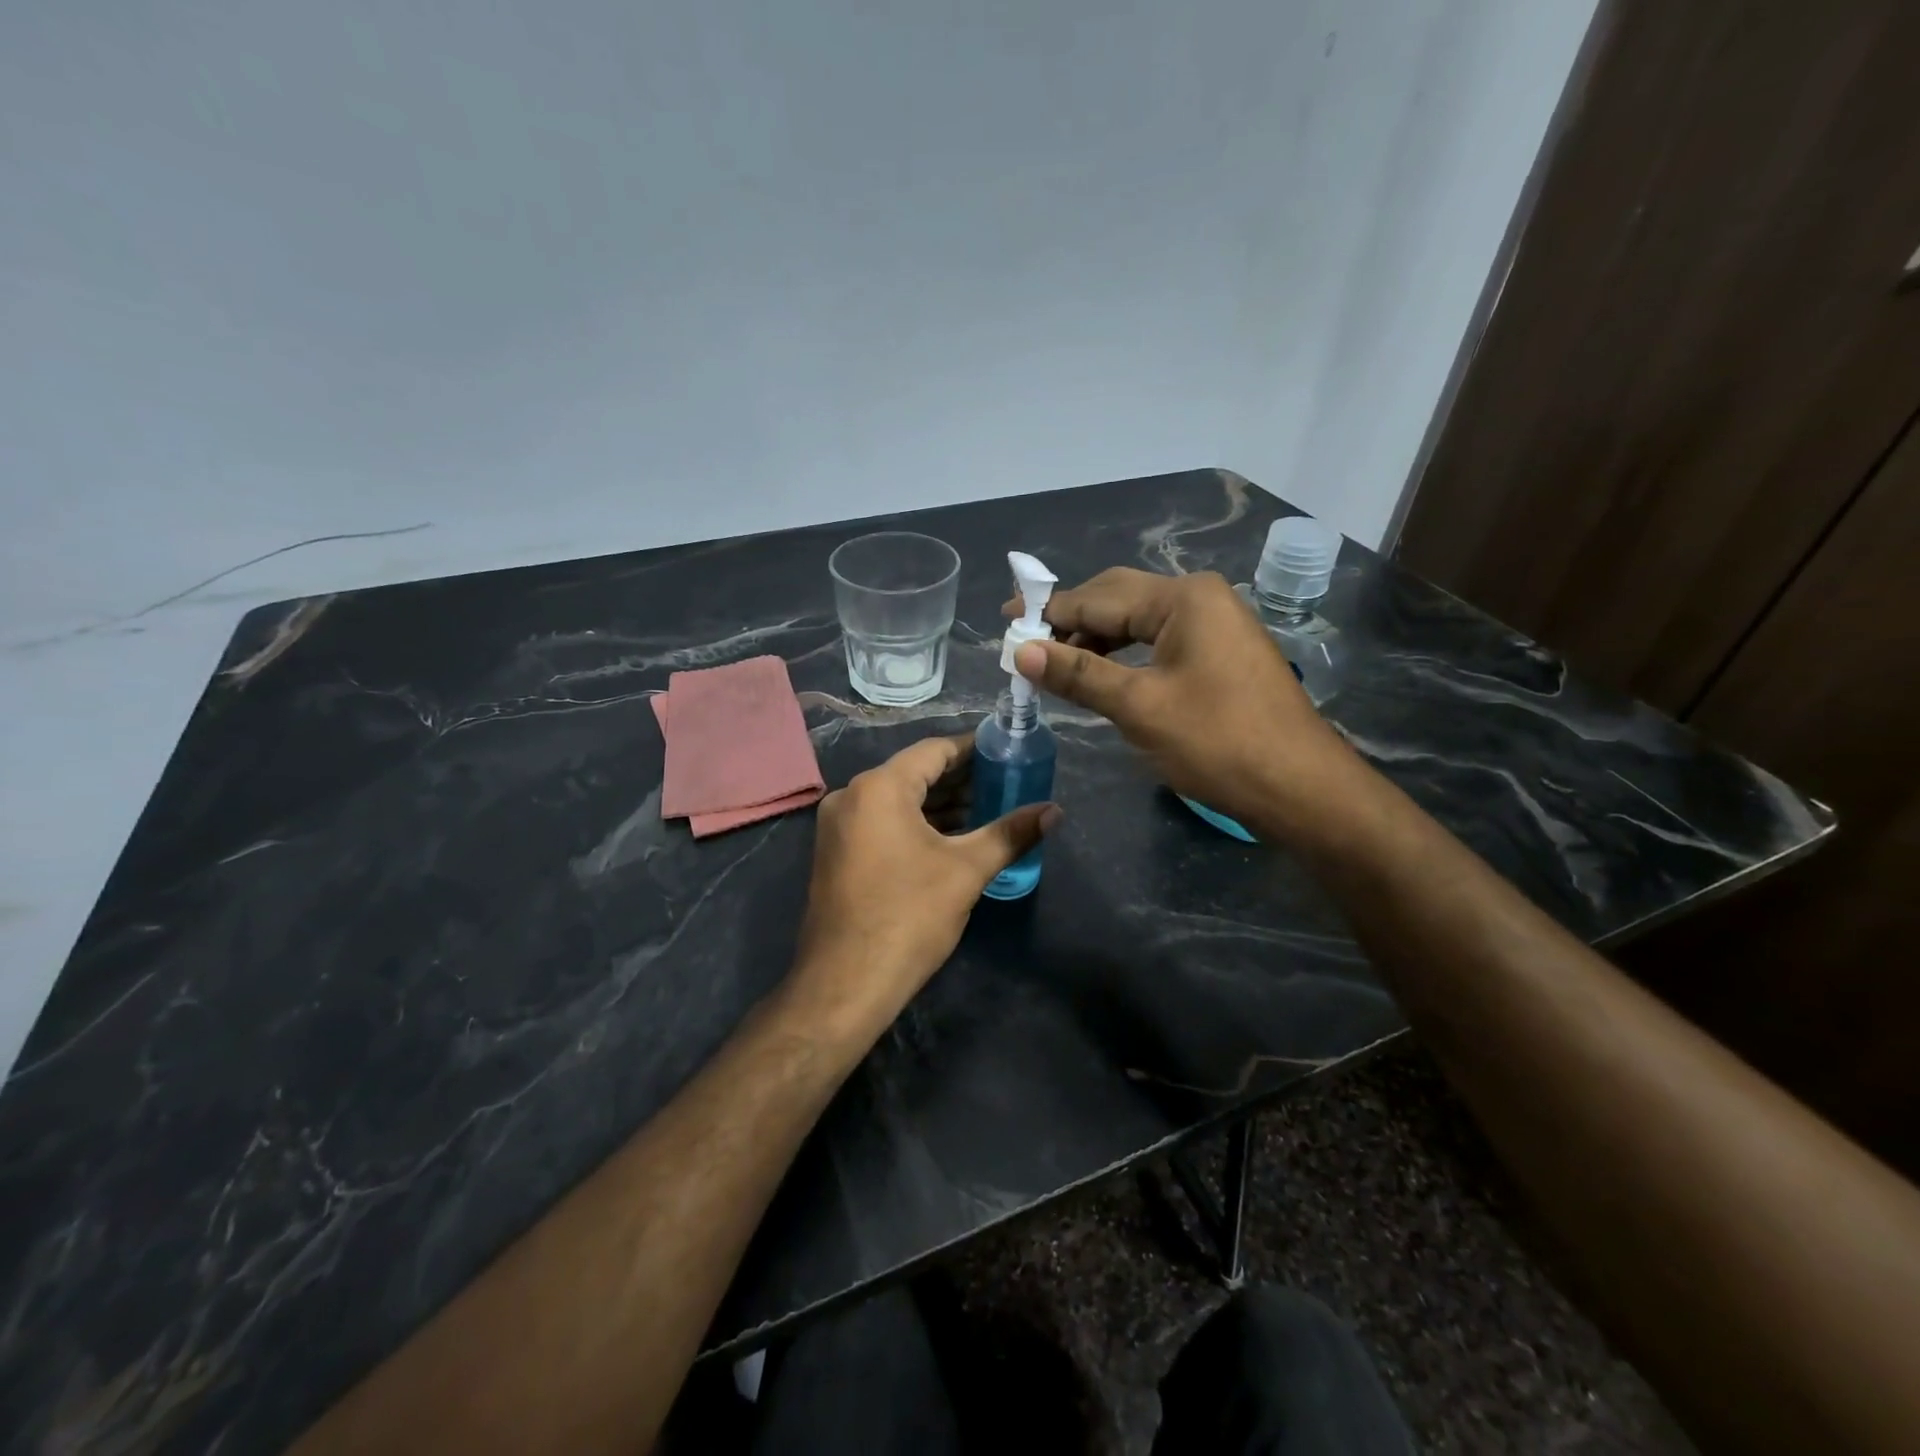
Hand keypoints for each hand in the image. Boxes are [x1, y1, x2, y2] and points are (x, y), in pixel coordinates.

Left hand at [791, 735, 1057, 1028]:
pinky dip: (916, 823)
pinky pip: (882, 822)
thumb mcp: (967, 871)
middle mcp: (852, 796)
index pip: (934, 750)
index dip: (974, 749)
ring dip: (940, 804)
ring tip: (987, 810)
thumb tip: (1054, 811)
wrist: (845, 984)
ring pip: (898, 800)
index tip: (1007, 753)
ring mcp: (838, 826)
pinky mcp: (837, 853)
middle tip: (1006, 783)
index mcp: (879, 788)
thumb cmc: (908, 917)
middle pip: (915, 773)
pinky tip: (950, 837)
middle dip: (961, 779)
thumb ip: (1011, 834)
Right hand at [1005, 568, 1362, 844]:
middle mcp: (1200, 597)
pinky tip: (1102, 674)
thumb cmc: (1217, 743)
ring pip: (1138, 621)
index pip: (1097, 598)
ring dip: (1096, 640)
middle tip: (1026, 644)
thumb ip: (1078, 674)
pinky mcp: (1221, 651)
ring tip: (1056, 665)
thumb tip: (1021, 651)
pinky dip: (1124, 654)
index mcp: (1182, 598)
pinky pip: (1159, 640)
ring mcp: (1216, 623)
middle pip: (1118, 599)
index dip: (1048, 612)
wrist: (1300, 787)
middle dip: (1070, 621)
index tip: (1004, 622)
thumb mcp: (1139, 707)